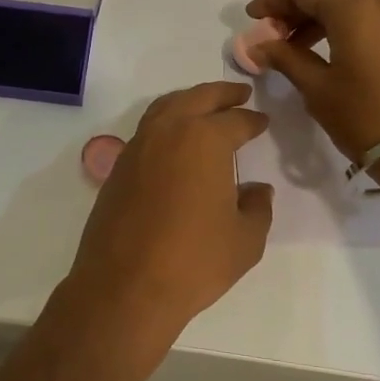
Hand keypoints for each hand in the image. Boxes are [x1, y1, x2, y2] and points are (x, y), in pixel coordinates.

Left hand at [57, 83, 273, 344]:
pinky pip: (147, 131)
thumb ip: (257, 207)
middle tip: (239, 94)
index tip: (262, 122)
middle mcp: (167, 131)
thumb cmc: (194, 261)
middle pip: (197, 98)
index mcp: (204, 139)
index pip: (235, 120)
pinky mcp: (117, 168)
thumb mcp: (245, 239)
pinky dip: (166, 124)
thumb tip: (257, 189)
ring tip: (206, 108)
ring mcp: (137, 147)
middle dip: (221, 93)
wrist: (125, 286)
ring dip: (189, 101)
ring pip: (165, 108)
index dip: (252, 120)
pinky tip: (176, 142)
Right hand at [244, 0, 379, 162]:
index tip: (253, 18)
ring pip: (352, 4)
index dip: (274, 0)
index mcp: (355, 7)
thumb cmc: (367, 117)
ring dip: (320, 18)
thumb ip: (285, 58)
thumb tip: (259, 45)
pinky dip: (345, 27)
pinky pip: (372, 19)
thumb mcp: (318, 88)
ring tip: (295, 48)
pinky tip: (329, 53)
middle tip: (272, 33)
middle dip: (297, 7)